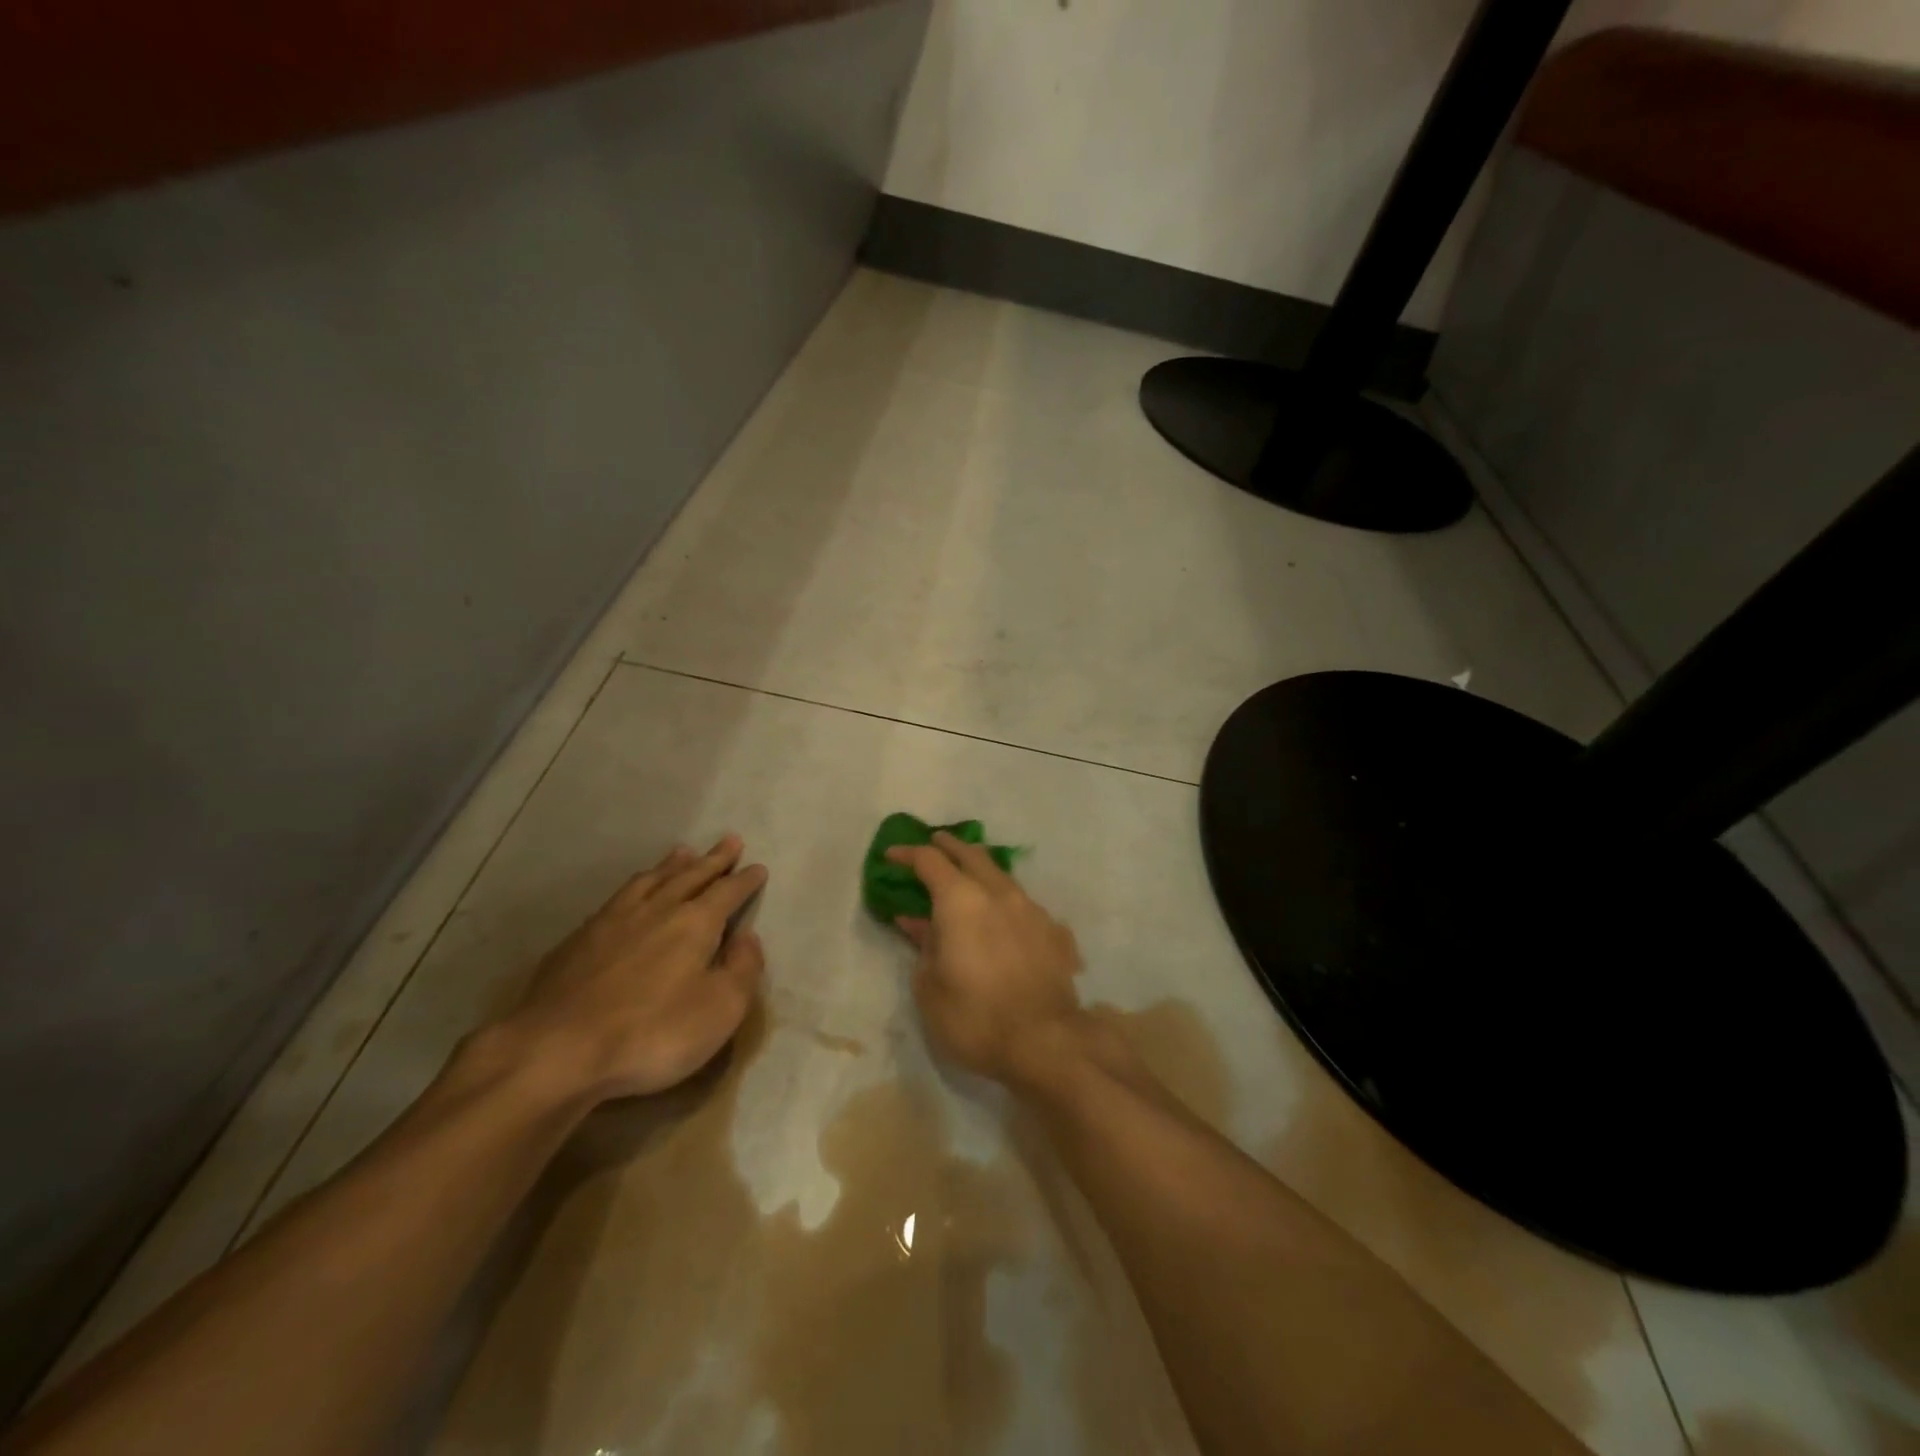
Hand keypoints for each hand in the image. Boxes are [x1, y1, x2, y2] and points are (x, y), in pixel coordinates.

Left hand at [492, 836, 766, 1101]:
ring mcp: (613, 920)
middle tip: (730, 840)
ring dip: (672, 865)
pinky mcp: (579, 939)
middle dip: (713, 859)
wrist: (557, 1050)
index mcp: (695, 923)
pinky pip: (618, 897)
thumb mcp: (720, 1009)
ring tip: (683, 852)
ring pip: (651, 880)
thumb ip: (743, 969)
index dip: (745, 880)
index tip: (758, 868)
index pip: (728, 892)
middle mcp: (657, 909)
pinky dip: (636, 885)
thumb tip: (748, 937)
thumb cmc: (652, 1033)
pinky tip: (633, 890)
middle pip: (691, 875)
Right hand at [888, 831, 1083, 1085]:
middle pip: (972, 856)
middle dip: (950, 846)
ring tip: (970, 878)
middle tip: (935, 842)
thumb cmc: (975, 1018)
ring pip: (1003, 878)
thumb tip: (917, 922)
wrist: (1046, 1042)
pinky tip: (1006, 921)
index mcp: (961, 901)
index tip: (892, 855)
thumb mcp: (930, 988)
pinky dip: (1007, 905)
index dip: (908, 854)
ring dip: (982, 872)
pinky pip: (1025, 907)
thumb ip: (924, 947)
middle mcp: (999, 894)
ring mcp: (1032, 910)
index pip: (930, 862)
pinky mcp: (1055, 931)